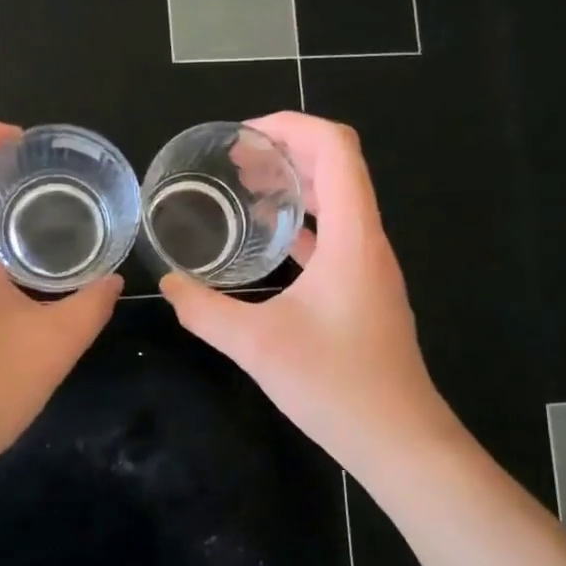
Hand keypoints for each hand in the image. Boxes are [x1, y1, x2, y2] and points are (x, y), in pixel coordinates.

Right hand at [159, 113, 454, 480]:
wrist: (398, 439)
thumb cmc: (335, 385)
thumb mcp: (256, 345)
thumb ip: (204, 310)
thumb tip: (168, 284)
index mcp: (351, 236)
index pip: (336, 148)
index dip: (292, 126)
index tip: (244, 136)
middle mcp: (367, 241)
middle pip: (337, 167)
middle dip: (286, 151)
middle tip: (235, 161)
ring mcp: (369, 267)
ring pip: (338, 201)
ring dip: (295, 185)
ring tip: (246, 189)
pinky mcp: (364, 291)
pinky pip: (334, 235)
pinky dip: (301, 222)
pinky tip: (267, 241)